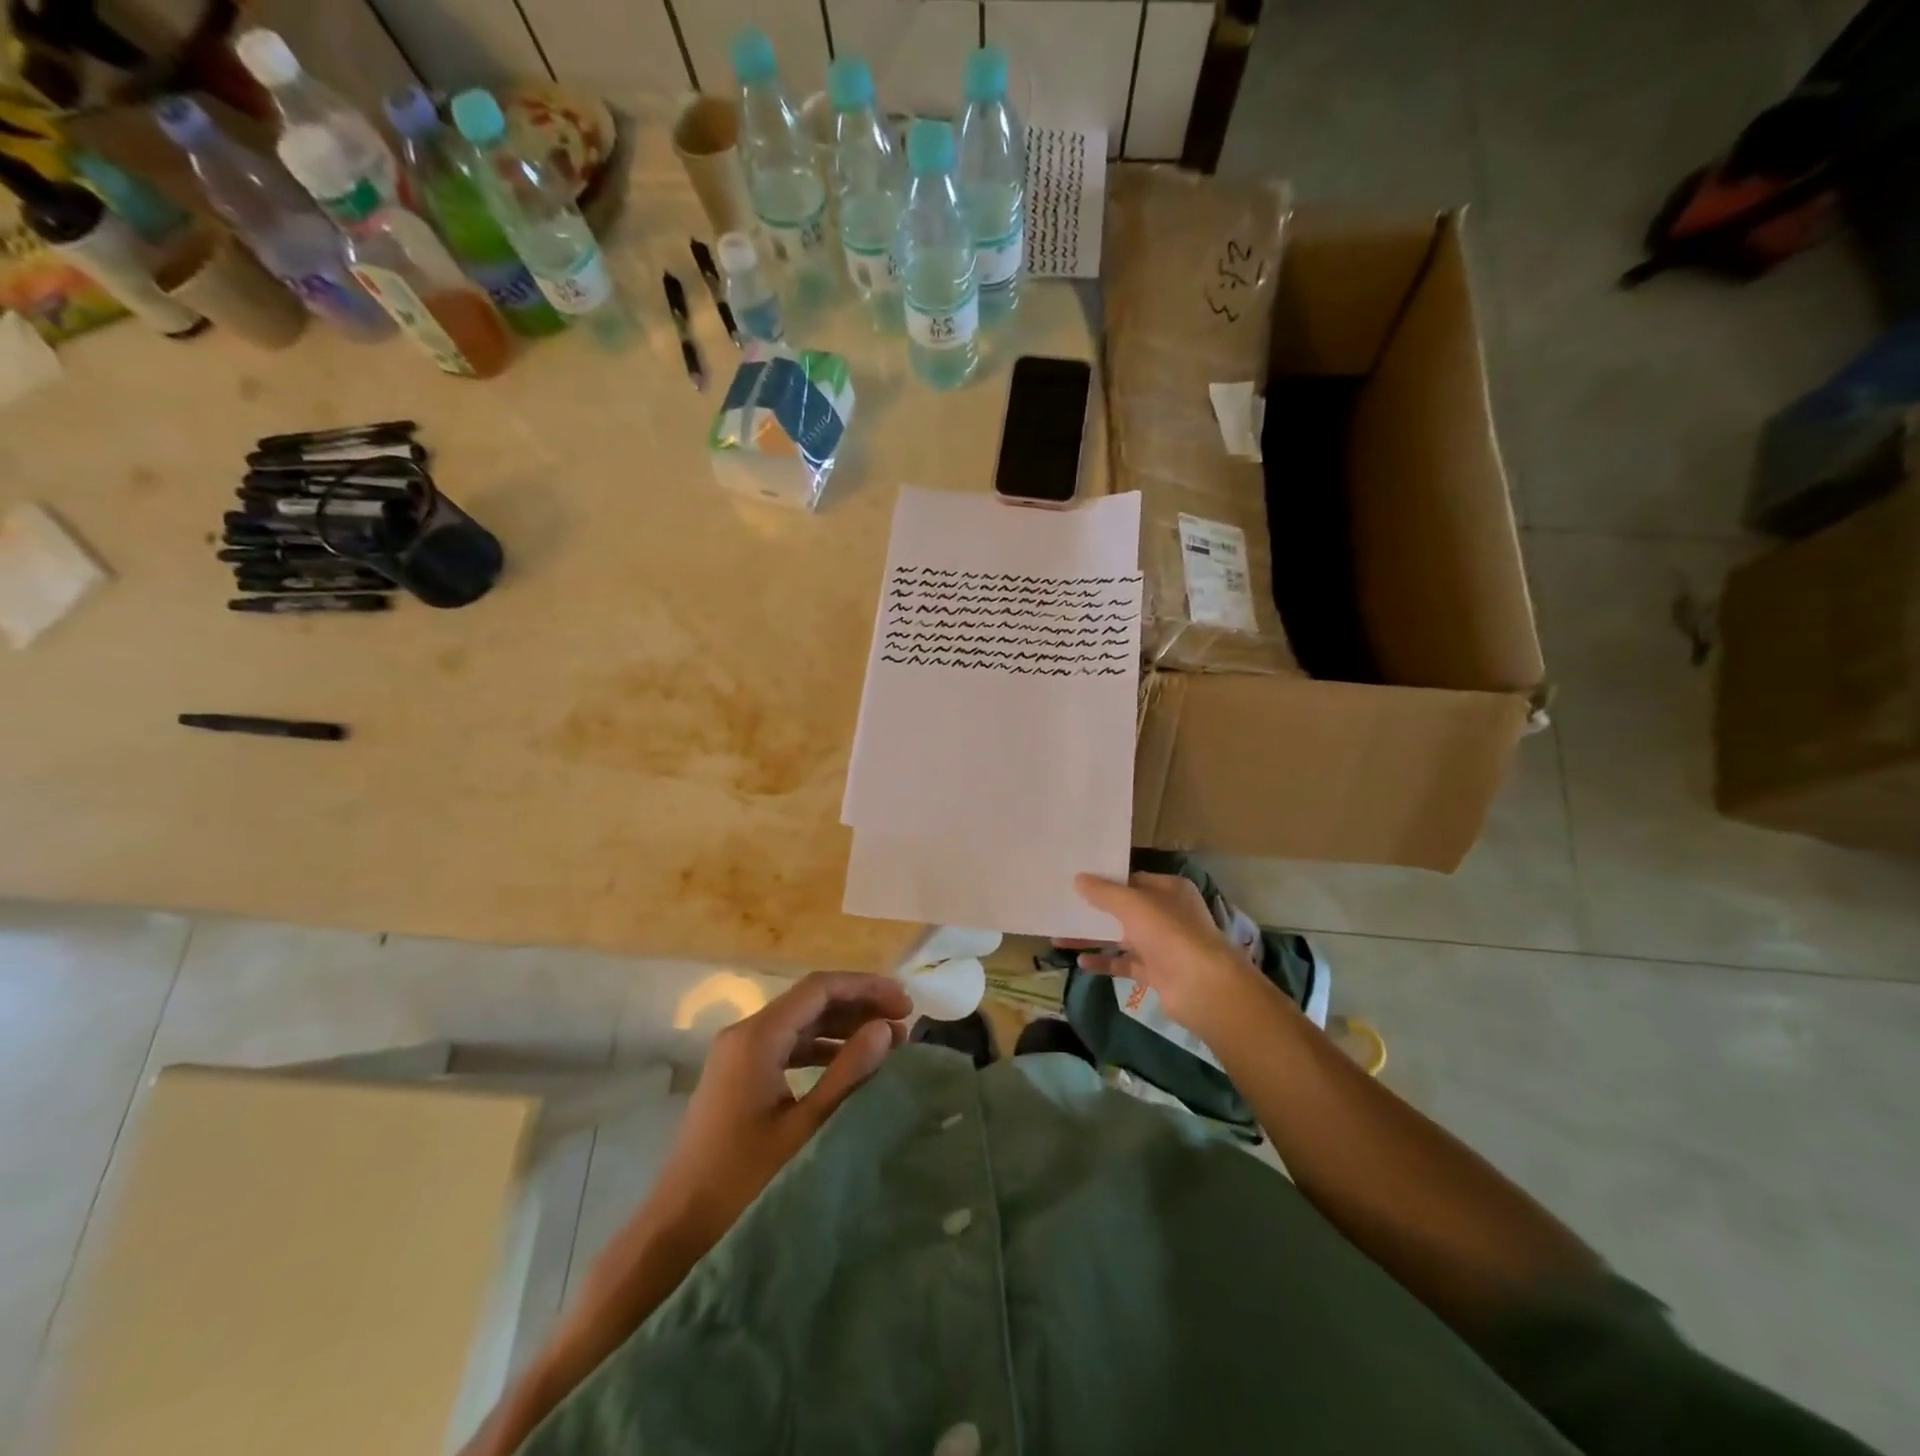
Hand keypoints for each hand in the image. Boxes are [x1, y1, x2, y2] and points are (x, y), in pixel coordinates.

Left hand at [644, 972, 911, 1257]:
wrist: (677, 1233)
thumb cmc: (743, 1181)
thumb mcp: (806, 1127)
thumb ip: (848, 1073)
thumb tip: (885, 1028)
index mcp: (757, 1037)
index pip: (819, 988)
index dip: (866, 988)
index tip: (905, 1004)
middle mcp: (745, 1034)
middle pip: (810, 1001)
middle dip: (859, 1005)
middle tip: (904, 1022)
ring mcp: (738, 1056)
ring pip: (800, 1023)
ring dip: (843, 1027)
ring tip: (887, 1041)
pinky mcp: (738, 1078)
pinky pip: (787, 1046)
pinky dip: (822, 1048)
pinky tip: (849, 1064)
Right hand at [1068, 872, 1262, 1029]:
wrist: (1202, 987)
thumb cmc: (1169, 933)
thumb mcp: (1132, 904)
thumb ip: (1104, 892)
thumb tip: (1079, 878)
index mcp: (1169, 890)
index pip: (1133, 880)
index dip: (1106, 881)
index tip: (1076, 882)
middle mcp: (1168, 915)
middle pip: (1125, 909)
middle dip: (1094, 911)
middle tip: (1063, 908)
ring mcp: (1163, 946)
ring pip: (1121, 937)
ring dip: (1094, 937)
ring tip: (1060, 936)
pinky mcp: (1156, 973)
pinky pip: (1125, 963)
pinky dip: (1104, 962)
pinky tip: (1080, 962)